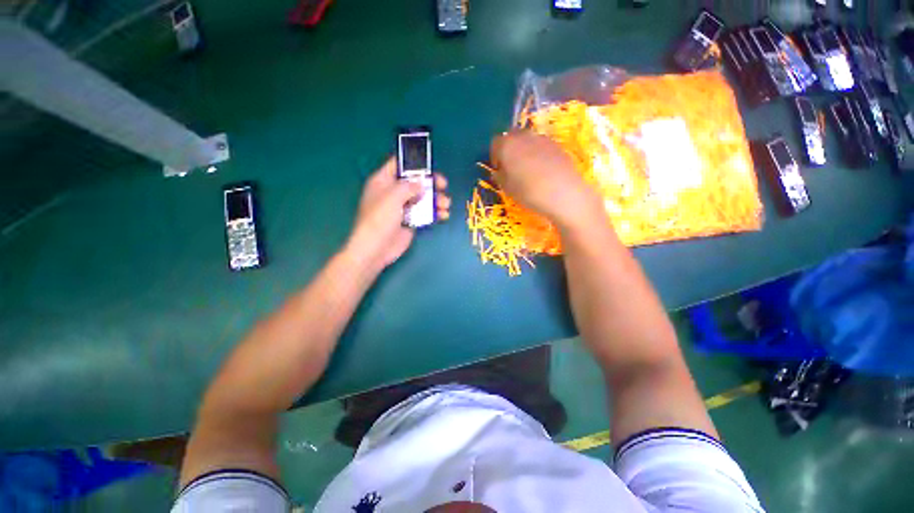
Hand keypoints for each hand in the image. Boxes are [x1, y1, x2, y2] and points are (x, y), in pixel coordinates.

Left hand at [346, 158, 450, 270]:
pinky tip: (444, 215)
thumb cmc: (379, 219)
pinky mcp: (411, 221)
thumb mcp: (392, 197)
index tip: (430, 164)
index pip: (398, 164)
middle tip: (443, 184)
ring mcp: (403, 207)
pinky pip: (425, 213)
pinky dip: (435, 213)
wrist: (376, 249)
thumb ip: (409, 186)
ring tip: (446, 204)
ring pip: (423, 198)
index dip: (413, 162)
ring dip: (436, 199)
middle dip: (430, 182)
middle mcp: (393, 192)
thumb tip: (422, 183)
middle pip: (415, 181)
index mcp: (383, 181)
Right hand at [490, 130, 601, 231]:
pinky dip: (539, 154)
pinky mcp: (557, 145)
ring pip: (528, 140)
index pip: (495, 143)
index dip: (495, 156)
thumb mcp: (507, 188)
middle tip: (511, 167)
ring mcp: (542, 138)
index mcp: (507, 145)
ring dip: (525, 151)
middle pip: (512, 137)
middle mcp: (524, 136)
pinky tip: (543, 170)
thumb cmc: (528, 192)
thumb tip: (498, 172)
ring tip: (528, 169)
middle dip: (510, 149)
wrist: (562, 193)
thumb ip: (499, 176)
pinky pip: (542, 146)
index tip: (498, 168)